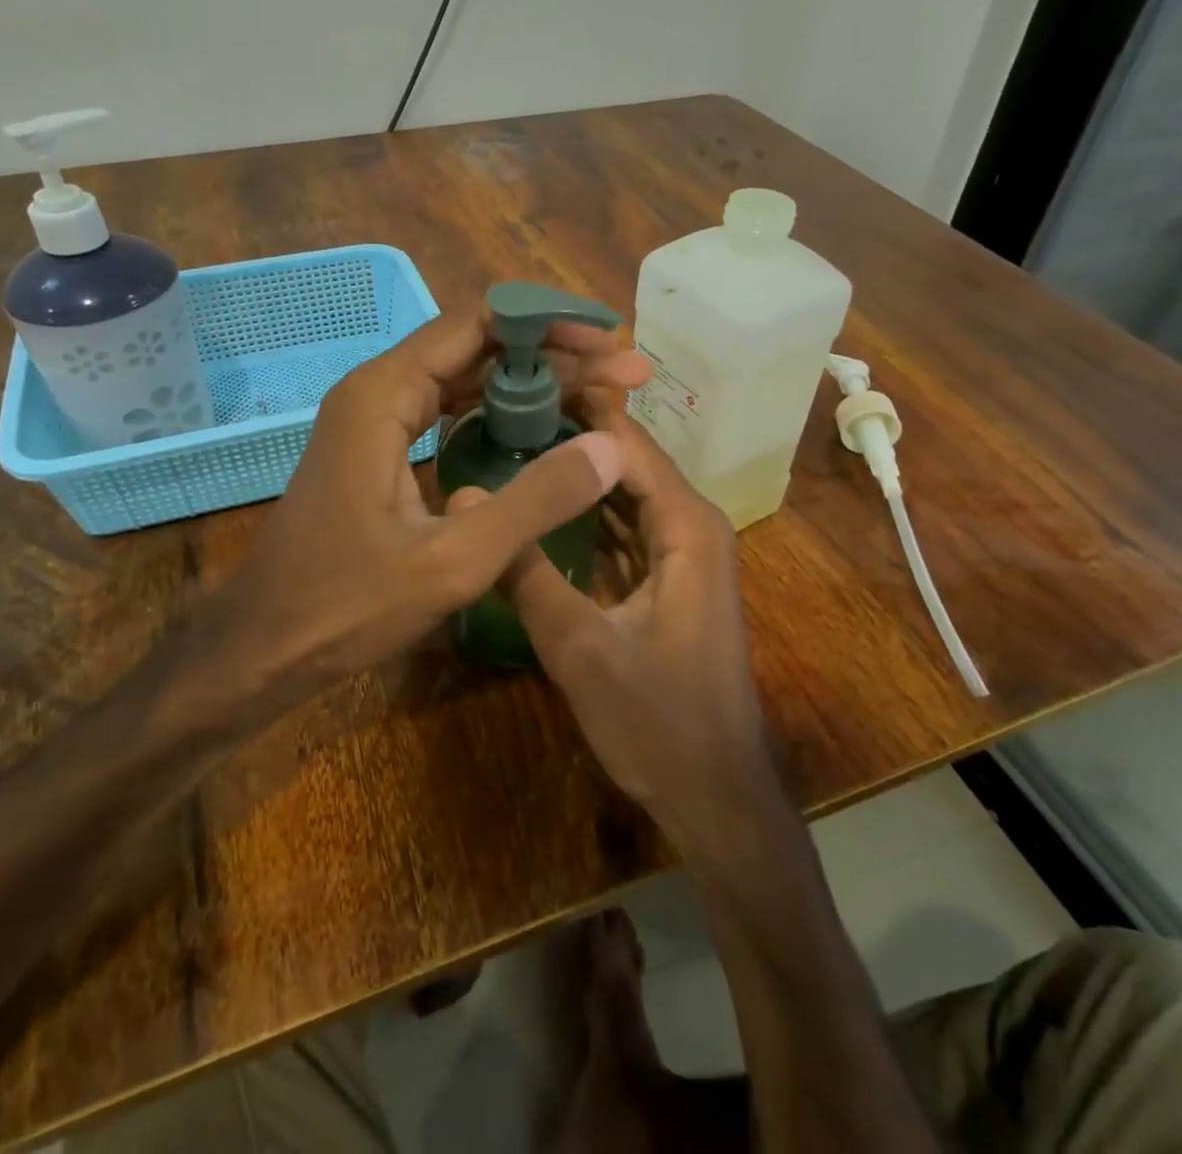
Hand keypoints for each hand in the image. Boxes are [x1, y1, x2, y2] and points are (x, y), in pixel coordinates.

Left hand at [209, 306, 649, 703]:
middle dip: (553, 353)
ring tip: (599, 394)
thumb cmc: (347, 606)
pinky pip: (447, 410)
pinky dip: (499, 412)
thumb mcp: (454, 561)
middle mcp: (377, 391)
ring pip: (464, 377)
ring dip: (530, 382)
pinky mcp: (379, 450)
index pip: (478, 324)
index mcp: (384, 395)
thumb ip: (535, 502)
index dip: (549, 324)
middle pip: (476, 345)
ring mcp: (375, 420)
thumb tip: (610, 449)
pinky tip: (542, 429)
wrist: (265, 645)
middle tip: (624, 373)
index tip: (610, 342)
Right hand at [485, 408, 773, 838]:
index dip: (576, 410)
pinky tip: (542, 507)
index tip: (517, 384)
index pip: (627, 443)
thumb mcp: (579, 647)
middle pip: (627, 461)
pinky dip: (588, 515)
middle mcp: (692, 526)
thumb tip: (465, 500)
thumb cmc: (658, 722)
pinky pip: (627, 528)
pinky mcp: (672, 581)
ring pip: (625, 494)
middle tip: (498, 413)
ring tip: (510, 445)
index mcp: (685, 525)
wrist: (716, 796)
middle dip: (570, 438)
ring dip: (577, 475)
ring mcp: (684, 554)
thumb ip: (525, 572)